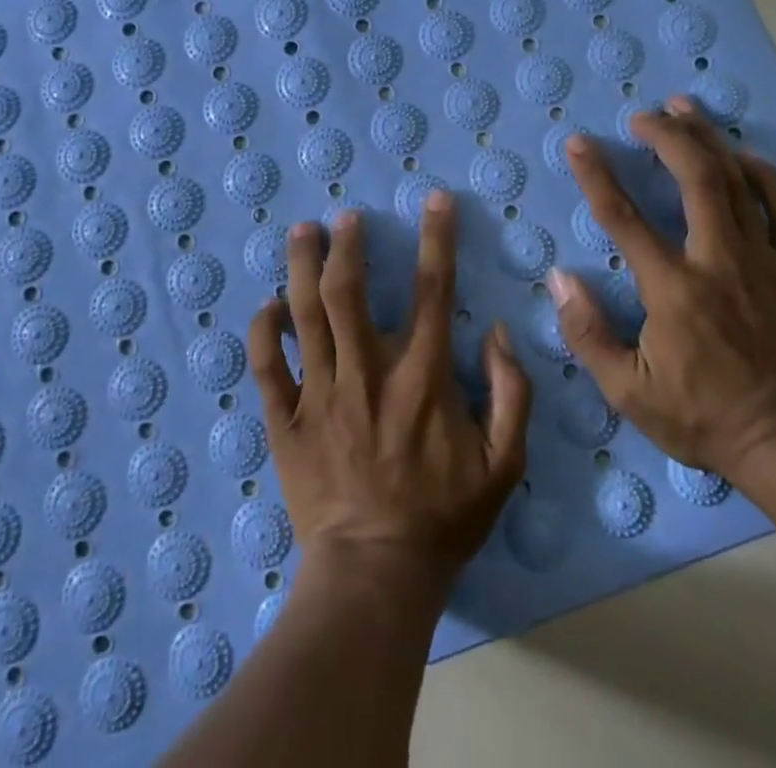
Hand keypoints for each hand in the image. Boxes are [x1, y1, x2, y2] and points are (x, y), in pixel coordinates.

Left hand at [249, 194, 532, 592]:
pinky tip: (267, 305)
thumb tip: (496, 332)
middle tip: (344, 217)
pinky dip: (263, 331)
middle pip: (349, 291)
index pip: (433, 290)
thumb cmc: (442, 517)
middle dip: (346, 245)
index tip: (435, 200)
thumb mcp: (504, 463)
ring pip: (304, 316)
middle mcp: (368, 372)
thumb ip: (512, 392)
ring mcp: (321, 395)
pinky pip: (267, 366)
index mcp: (422, 377)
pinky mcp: (286, 421)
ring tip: (302, 232)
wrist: (376, 574)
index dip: (436, 238)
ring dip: (301, 267)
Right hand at [548, 95, 775, 484]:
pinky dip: (766, 175)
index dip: (597, 174)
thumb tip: (559, 280)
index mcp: (673, 288)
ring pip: (739, 181)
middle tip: (643, 116)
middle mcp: (718, 260)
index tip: (579, 142)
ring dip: (709, 139)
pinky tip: (747, 156)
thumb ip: (588, 334)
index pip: (624, 217)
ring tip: (686, 110)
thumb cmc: (704, 418)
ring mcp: (765, 261)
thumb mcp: (629, 392)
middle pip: (694, 178)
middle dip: (665, 136)